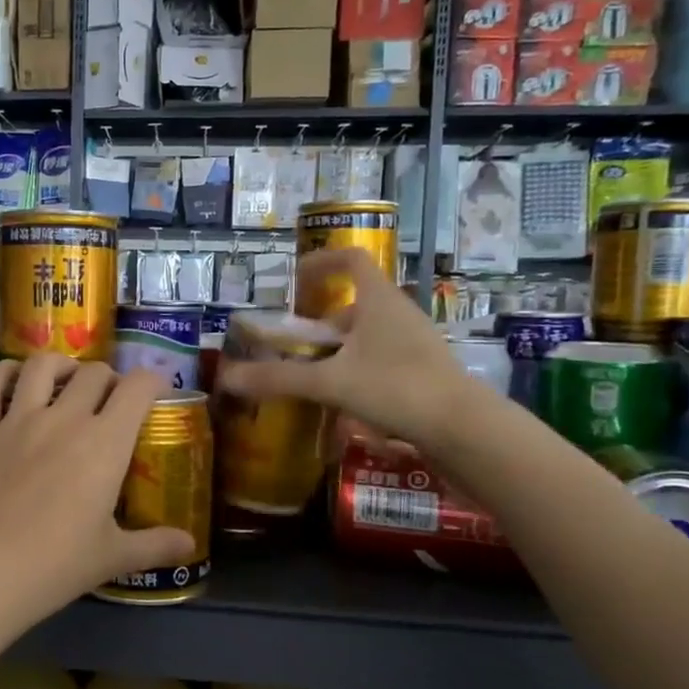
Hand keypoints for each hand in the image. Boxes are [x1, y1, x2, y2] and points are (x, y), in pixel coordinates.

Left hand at [0, 355, 194, 622]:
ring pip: (42, 365)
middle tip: (111, 401)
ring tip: (66, 382)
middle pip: (93, 373)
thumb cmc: (53, 567)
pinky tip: (13, 380)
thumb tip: (190, 544)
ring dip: (62, 366)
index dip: (152, 380)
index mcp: (104, 443)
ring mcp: (17, 420)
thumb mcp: (112, 558)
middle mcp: (63, 418)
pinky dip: (3, 373)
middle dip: (110, 379)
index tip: (156, 391)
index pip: (137, 388)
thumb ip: (155, 546)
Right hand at [218, 247, 479, 450]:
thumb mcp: (330, 382)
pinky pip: (382, 359)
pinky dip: (358, 371)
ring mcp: (416, 342)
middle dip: (322, 322)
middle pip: (356, 304)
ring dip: (340, 350)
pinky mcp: (424, 370)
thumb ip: (278, 379)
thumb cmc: (395, 387)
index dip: (322, 263)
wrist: (462, 427)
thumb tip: (226, 377)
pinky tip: (345, 402)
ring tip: (315, 377)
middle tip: (296, 344)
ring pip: (369, 335)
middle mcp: (399, 314)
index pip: (351, 260)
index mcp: (379, 301)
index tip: (296, 280)